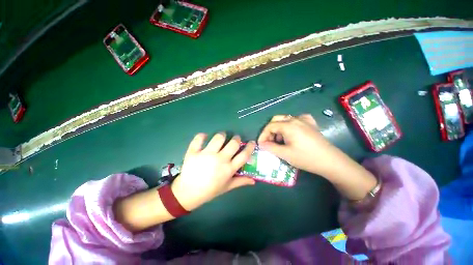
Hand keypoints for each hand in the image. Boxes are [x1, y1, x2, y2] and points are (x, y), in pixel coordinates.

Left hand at [171, 133, 255, 210]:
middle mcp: (219, 160)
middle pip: (233, 143)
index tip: (252, 142)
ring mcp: (206, 155)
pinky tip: (204, 137)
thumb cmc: (209, 191)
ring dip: (222, 135)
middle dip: (236, 138)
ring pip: (218, 138)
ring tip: (221, 137)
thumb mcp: (227, 187)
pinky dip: (202, 136)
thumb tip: (254, 181)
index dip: (250, 147)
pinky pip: (199, 139)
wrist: (187, 194)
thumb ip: (241, 182)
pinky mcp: (193, 152)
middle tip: (235, 139)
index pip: (244, 155)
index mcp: (228, 169)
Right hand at [257, 114, 343, 175]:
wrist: (331, 161)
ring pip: (285, 119)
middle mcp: (295, 119)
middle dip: (270, 131)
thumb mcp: (285, 154)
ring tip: (280, 140)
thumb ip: (270, 147)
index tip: (261, 145)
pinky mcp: (310, 124)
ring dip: (279, 129)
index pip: (270, 126)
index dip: (263, 135)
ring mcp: (304, 120)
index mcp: (288, 125)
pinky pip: (296, 120)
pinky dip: (290, 125)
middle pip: (276, 120)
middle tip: (269, 142)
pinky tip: (292, 132)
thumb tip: (261, 144)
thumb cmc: (306, 158)